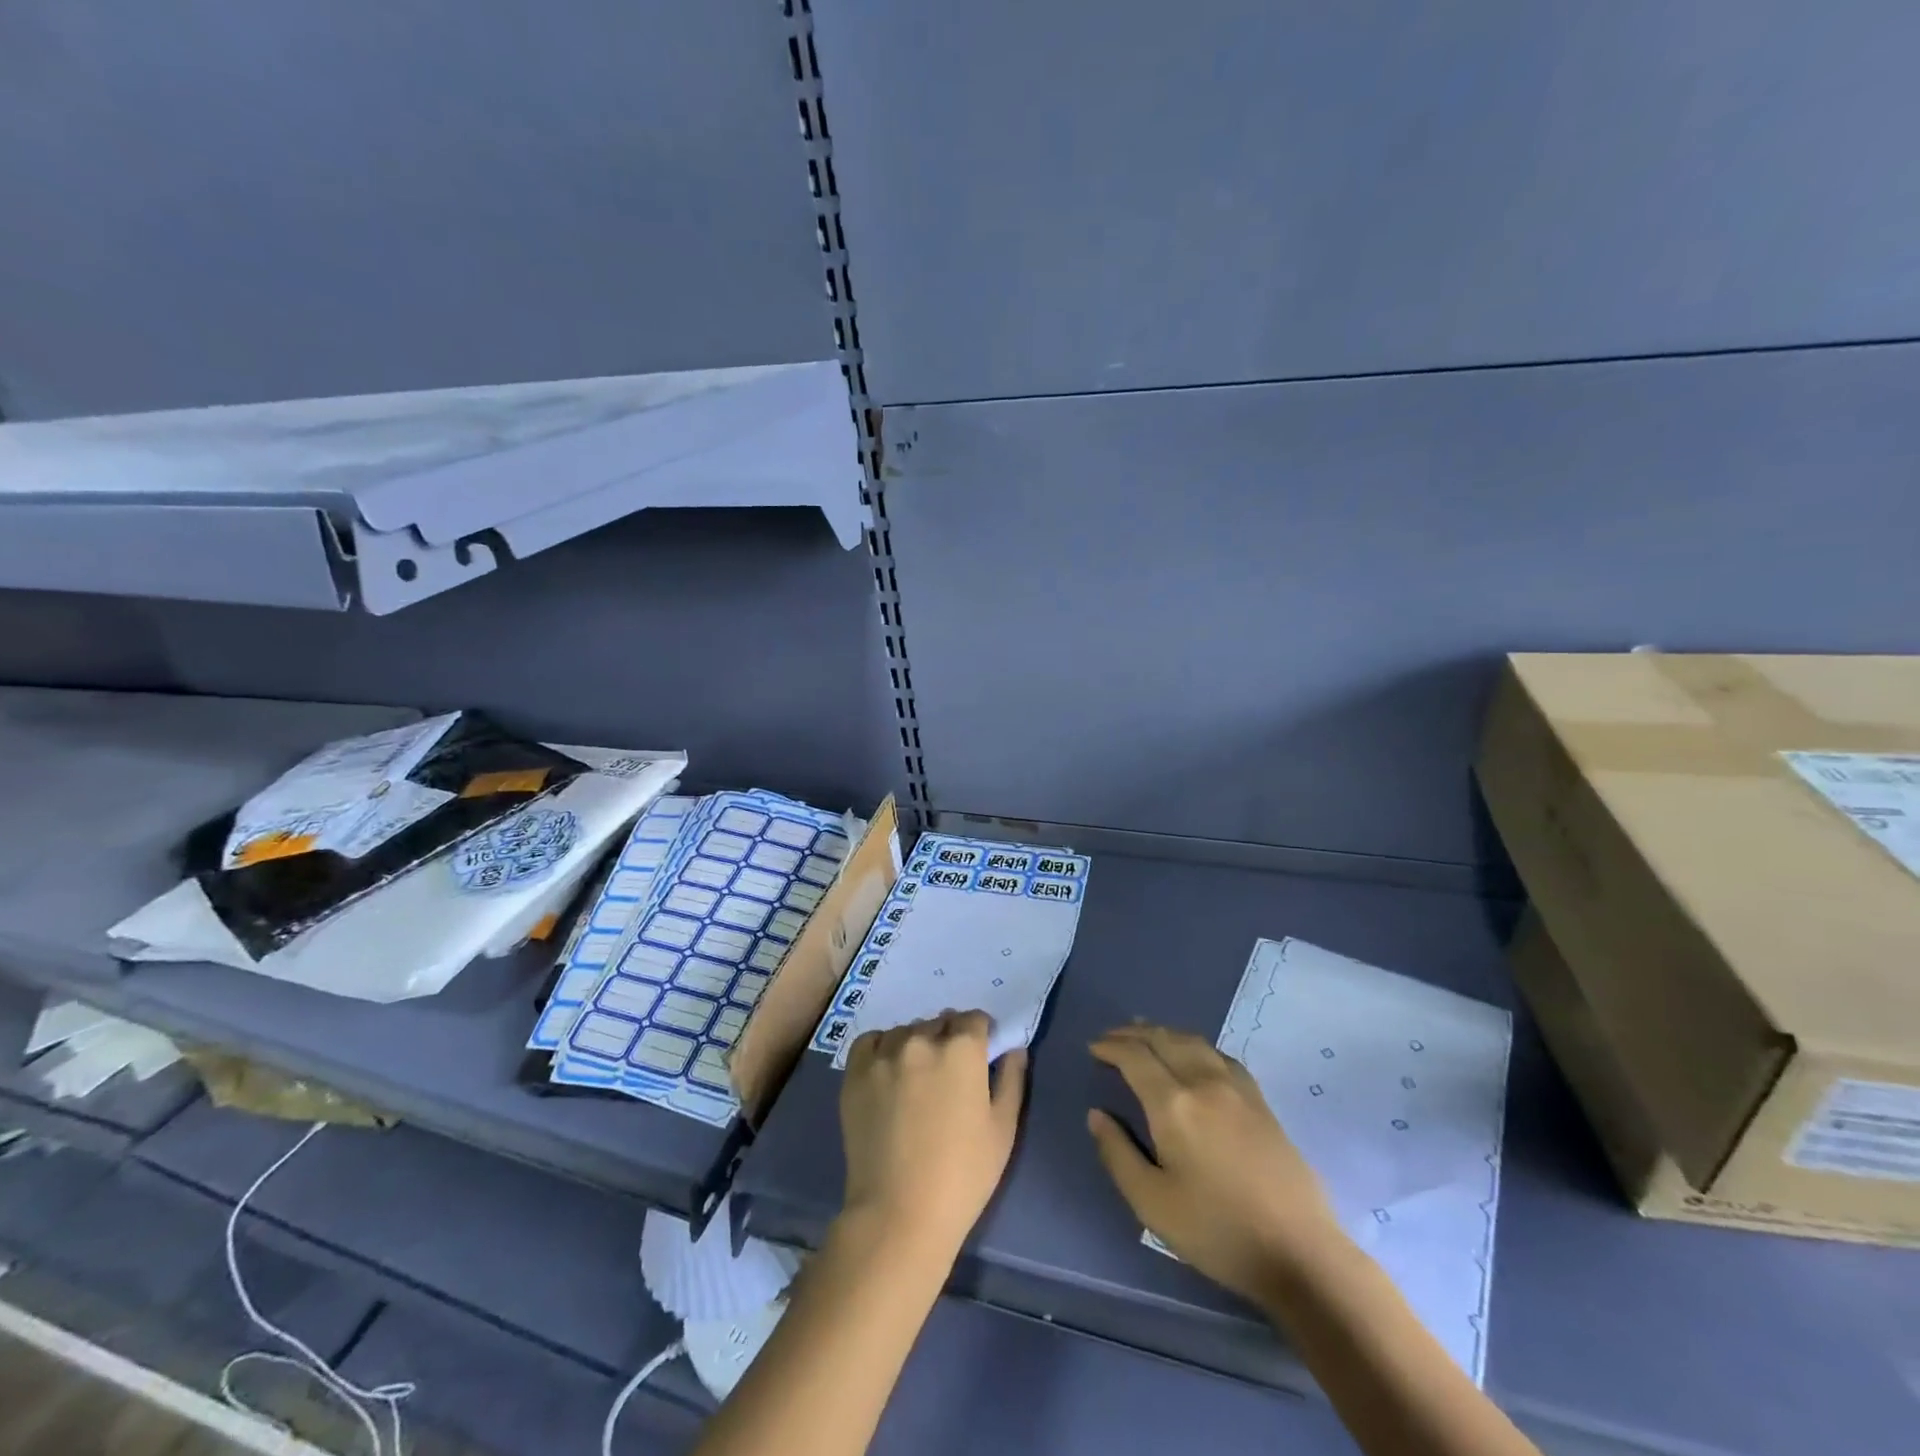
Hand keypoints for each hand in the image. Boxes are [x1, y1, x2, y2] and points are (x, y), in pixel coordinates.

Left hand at [840, 1011, 1027, 1255]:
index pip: (974, 1019)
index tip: (980, 1054)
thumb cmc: (963, 1175)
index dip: (980, 1034)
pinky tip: (888, 1073)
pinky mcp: (855, 1072)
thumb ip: (1011, 1079)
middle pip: (940, 1023)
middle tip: (949, 1074)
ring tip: (917, 1077)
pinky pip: (871, 1042)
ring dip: (916, 1044)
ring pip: (906, 1031)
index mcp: (962, 1049)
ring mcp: (884, 1053)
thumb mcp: (1003, 1130)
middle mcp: (922, 1039)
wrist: (899, 1213)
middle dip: (949, 1039)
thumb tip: (1013, 1048)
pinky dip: (882, 1048)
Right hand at [1088, 1023, 1343, 1303]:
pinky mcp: (1258, 1099)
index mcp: (1173, 1104)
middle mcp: (1203, 1082)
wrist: (1299, 1252)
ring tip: (1144, 1035)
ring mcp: (1236, 1087)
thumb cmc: (1217, 1231)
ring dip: (1163, 1032)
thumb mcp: (1152, 1204)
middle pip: (1163, 1039)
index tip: (1093, 1048)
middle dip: (1133, 1033)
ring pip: (1192, 1041)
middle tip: (1111, 1037)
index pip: (1135, 1057)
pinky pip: (1218, 1054)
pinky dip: (1194, 1044)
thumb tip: (1097, 1115)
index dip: (1110, 1047)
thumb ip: (1118, 1154)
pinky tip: (1192, 1055)